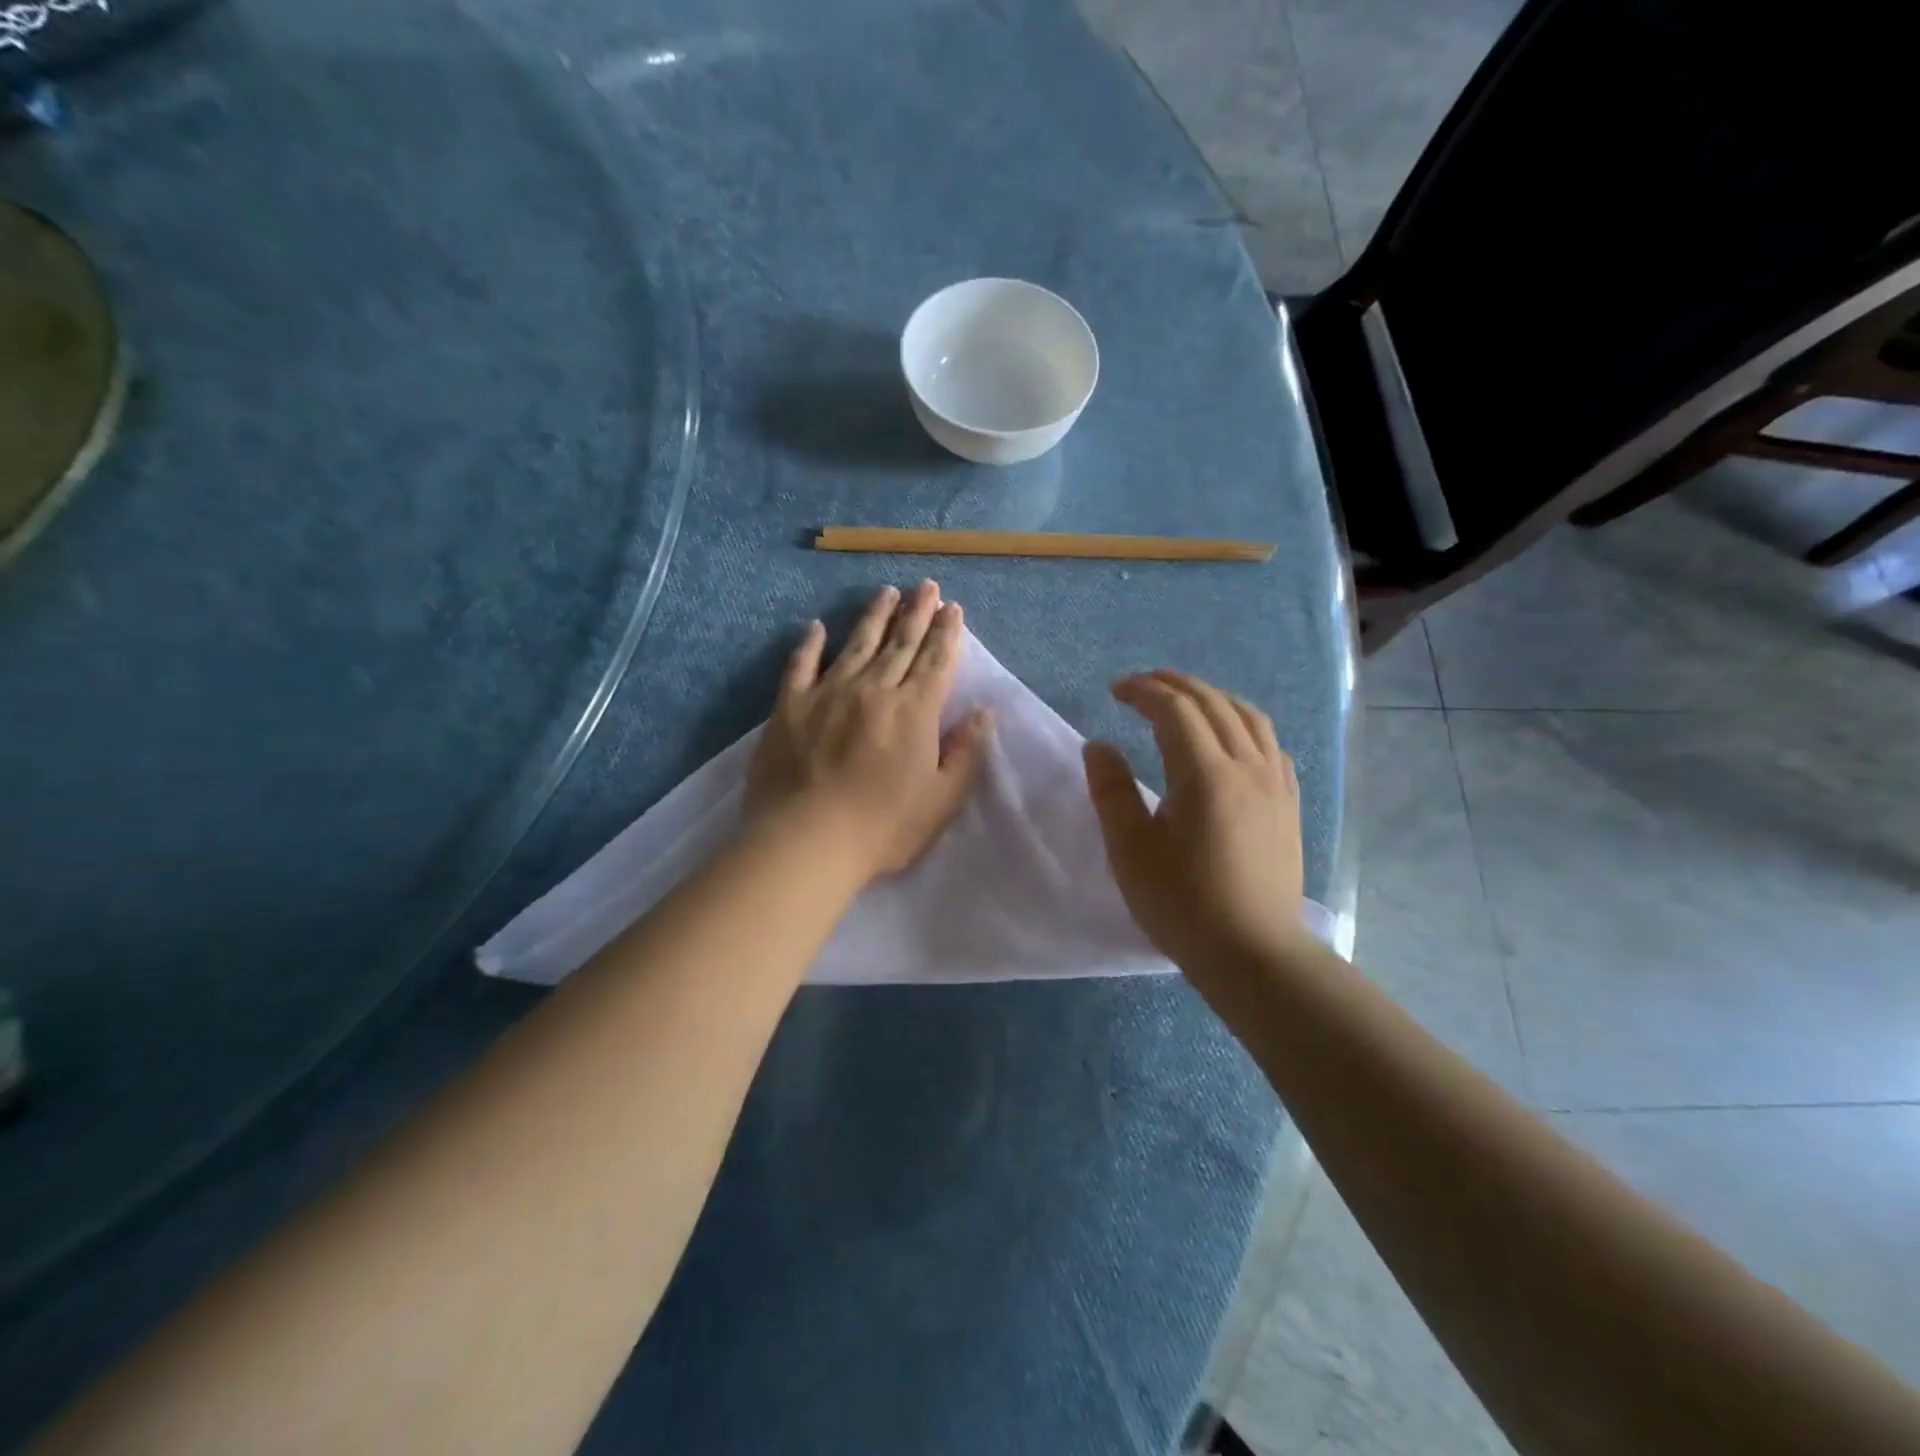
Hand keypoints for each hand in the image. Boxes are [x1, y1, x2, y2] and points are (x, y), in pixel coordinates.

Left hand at [746, 581, 993, 882]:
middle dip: (917, 612)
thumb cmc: (882, 827)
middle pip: (900, 643)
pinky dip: (809, 644)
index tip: (952, 608)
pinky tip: (816, 627)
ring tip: (886, 592)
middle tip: (926, 586)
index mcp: (914, 711)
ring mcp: (828, 693)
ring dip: (874, 616)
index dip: (947, 633)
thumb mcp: (941, 800)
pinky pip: (801, 665)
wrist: (807, 840)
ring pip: (856, 644)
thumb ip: (965, 753)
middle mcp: (874, 690)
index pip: (935, 661)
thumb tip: (983, 713)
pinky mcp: (789, 706)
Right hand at [1083, 670, 1305, 974]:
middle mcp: (1247, 766)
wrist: (1254, 954)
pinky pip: (1270, 744)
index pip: (1175, 709)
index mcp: (1206, 774)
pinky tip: (1230, 739)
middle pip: (1213, 703)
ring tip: (1184, 701)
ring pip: (1248, 717)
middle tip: (1140, 685)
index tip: (1114, 691)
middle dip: (1173, 684)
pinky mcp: (1288, 804)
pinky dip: (1243, 724)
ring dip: (1212, 697)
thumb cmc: (1184, 904)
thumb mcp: (1131, 851)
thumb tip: (1098, 745)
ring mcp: (1275, 784)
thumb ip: (1112, 791)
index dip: (1143, 690)